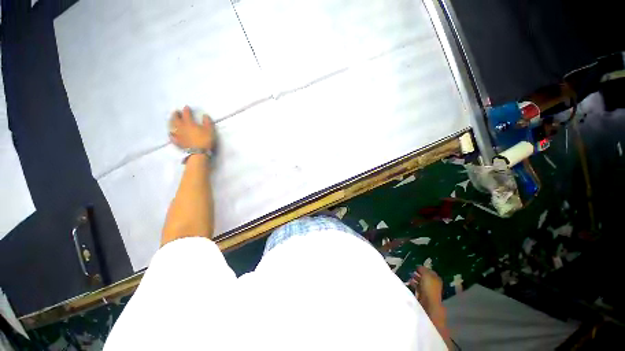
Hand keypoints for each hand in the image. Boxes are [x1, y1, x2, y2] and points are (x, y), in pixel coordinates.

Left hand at [169, 106, 213, 149]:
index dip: (186, 110)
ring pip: (172, 126)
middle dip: (176, 114)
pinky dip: (171, 133)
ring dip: (171, 121)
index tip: (186, 107)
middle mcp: (181, 127)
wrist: (198, 153)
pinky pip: (172, 136)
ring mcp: (178, 134)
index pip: (186, 114)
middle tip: (176, 112)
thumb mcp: (210, 130)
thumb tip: (205, 115)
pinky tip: (171, 132)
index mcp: (189, 123)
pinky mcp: (177, 141)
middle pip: (176, 119)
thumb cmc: (205, 140)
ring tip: (172, 120)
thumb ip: (207, 122)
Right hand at [409, 266, 442, 309]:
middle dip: (418, 274)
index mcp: (436, 278)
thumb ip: (423, 269)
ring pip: (421, 282)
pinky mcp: (423, 295)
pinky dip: (414, 284)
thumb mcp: (426, 274)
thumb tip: (419, 267)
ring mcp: (428, 290)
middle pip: (425, 277)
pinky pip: (418, 287)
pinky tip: (409, 282)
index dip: (423, 268)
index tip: (416, 267)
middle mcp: (433, 284)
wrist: (428, 303)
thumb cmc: (429, 287)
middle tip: (412, 271)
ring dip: (415, 279)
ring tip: (409, 276)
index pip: (429, 271)